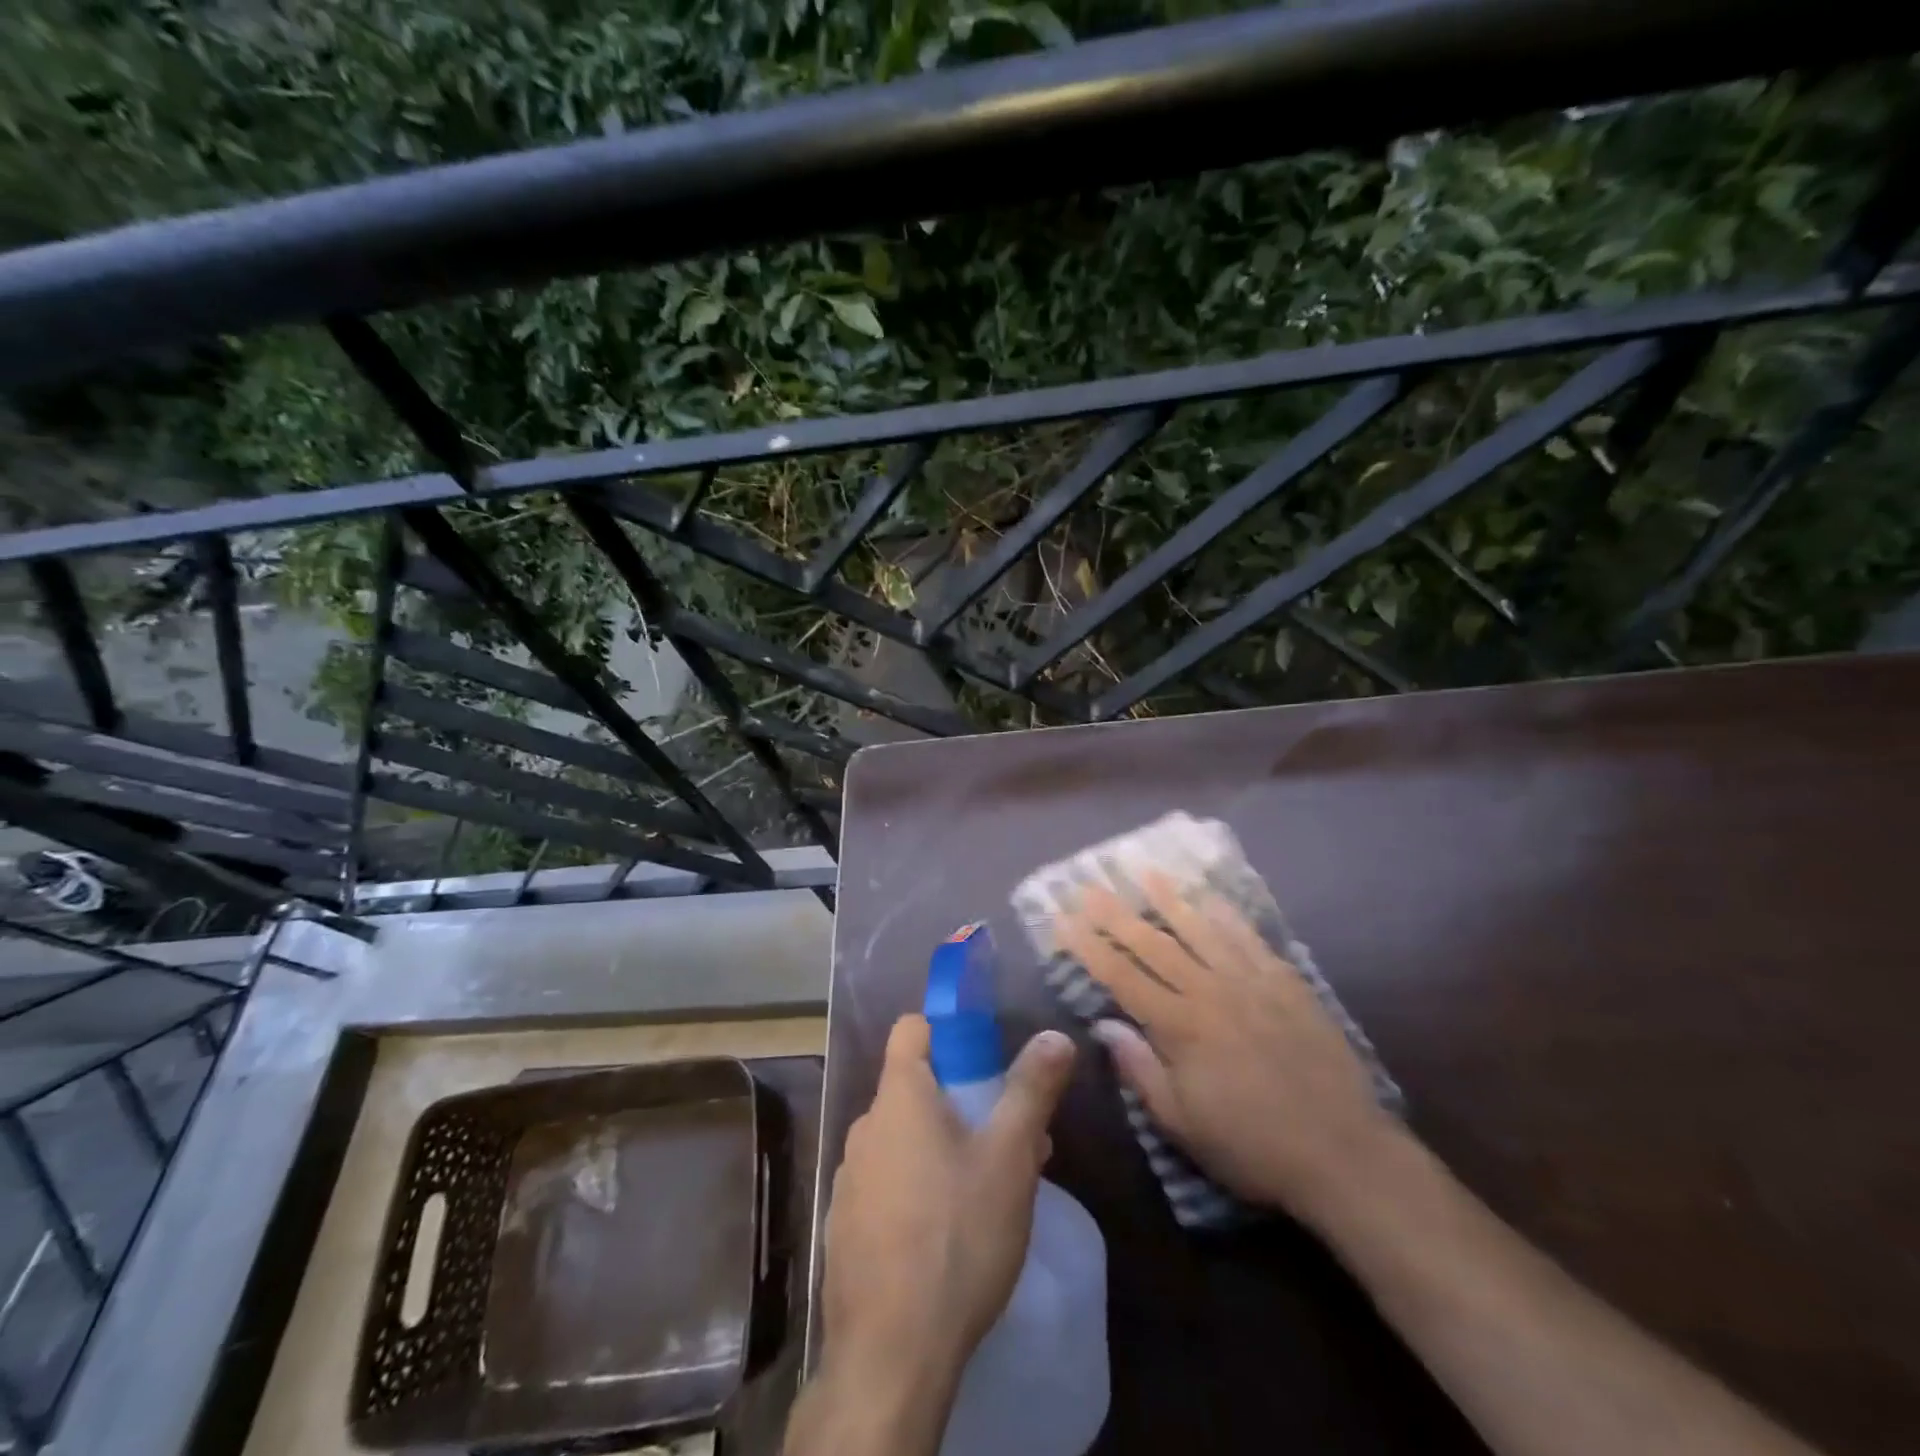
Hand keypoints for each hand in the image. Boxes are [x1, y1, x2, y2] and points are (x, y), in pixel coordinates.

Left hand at [813, 1015, 1076, 1414]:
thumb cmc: (956, 1235)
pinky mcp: (847, 1224)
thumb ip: (1031, 1090)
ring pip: (905, 1137)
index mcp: (899, 1097)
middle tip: (1009, 1137)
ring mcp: (850, 1178)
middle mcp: (865, 1127)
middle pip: (916, 1087)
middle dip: (964, 1100)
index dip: (947, 1030)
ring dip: (945, 1145)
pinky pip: (889, 1180)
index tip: (985, 1055)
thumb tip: (1055, 1035)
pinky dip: (919, 1184)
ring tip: (991, 1188)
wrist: (890, 1355)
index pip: (912, 1028)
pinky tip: (951, 1230)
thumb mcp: (1009, 1158)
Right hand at [1056, 872, 1397, 1225]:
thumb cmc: (1252, 1146)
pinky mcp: (1286, 982)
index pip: (1121, 976)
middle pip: (1153, 944)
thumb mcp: (1183, 1123)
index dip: (1088, 946)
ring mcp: (1250, 982)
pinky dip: (1226, 914)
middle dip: (1116, 913)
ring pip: (1200, 929)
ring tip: (1145, 871)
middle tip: (1090, 885)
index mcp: (1180, 1027)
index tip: (1062, 919)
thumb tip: (1105, 1025)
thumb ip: (1140, 1069)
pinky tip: (1210, 897)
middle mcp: (1210, 992)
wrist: (1343, 1153)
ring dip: (1169, 899)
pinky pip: (1249, 938)